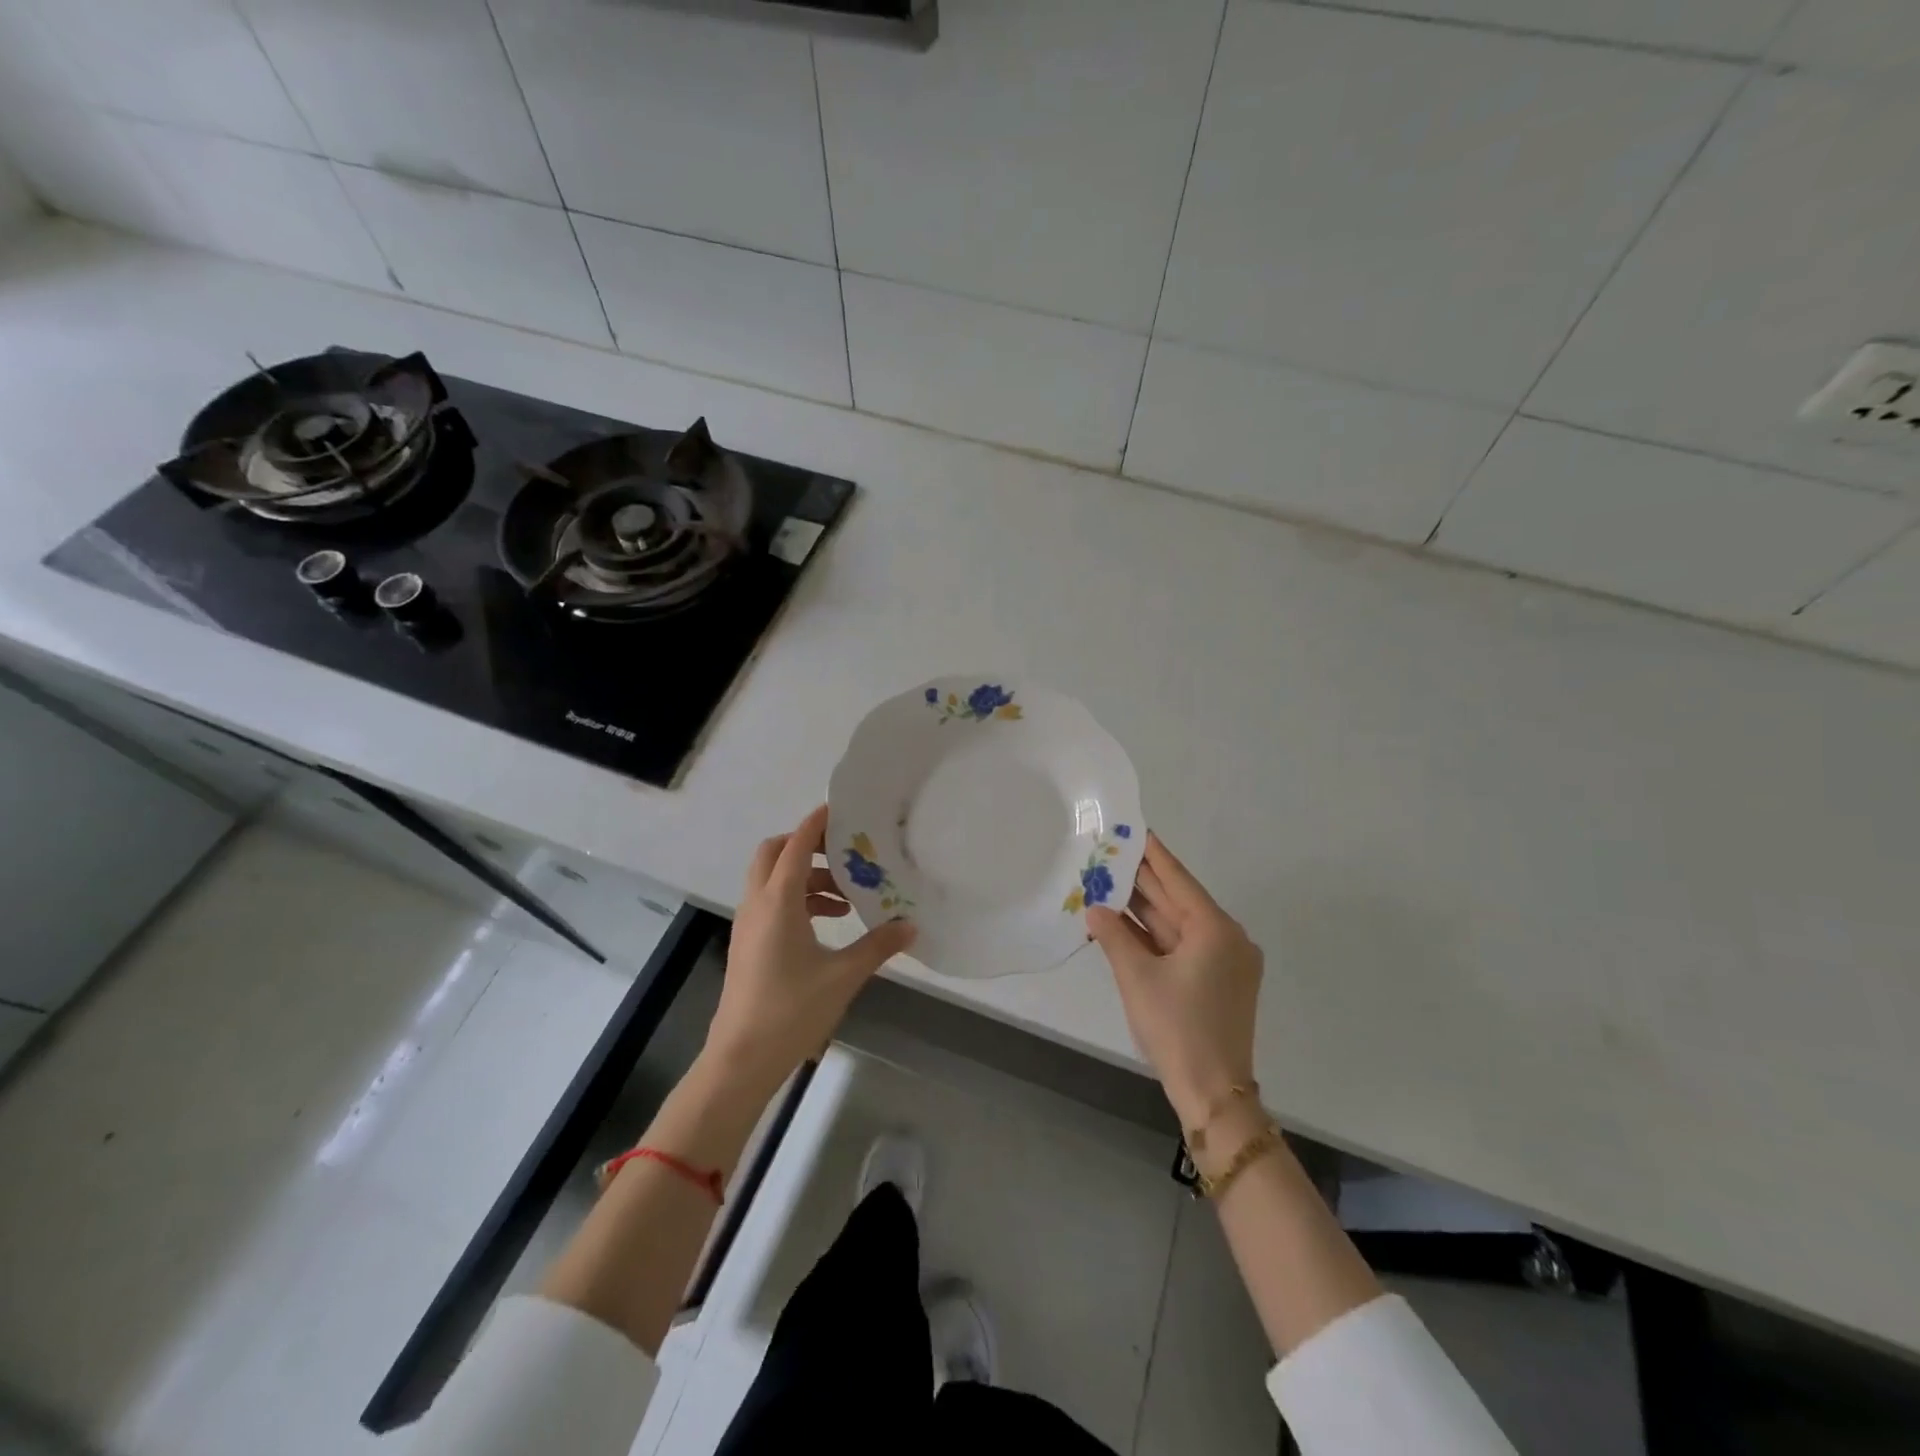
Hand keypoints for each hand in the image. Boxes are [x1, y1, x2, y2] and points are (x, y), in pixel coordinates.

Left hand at [705, 804, 915, 1094]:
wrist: (741, 1059)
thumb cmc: (792, 1011)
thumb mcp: (843, 976)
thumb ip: (878, 945)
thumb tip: (911, 926)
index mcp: (778, 901)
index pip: (795, 844)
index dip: (816, 823)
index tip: (841, 809)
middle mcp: (758, 903)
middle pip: (773, 853)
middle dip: (805, 845)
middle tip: (843, 853)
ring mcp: (748, 924)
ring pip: (771, 879)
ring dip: (805, 876)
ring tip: (845, 896)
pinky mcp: (748, 943)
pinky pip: (771, 902)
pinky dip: (797, 899)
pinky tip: (828, 923)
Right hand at [1087, 833, 1261, 1126]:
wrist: (1213, 1093)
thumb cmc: (1177, 1028)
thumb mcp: (1137, 978)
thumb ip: (1114, 936)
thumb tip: (1094, 909)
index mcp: (1216, 930)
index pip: (1178, 880)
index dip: (1153, 854)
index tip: (1135, 828)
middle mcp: (1227, 939)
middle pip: (1179, 901)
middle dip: (1144, 881)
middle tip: (1111, 854)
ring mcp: (1224, 962)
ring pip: (1178, 925)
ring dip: (1145, 910)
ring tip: (1109, 883)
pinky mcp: (1218, 982)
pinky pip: (1182, 947)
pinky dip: (1154, 937)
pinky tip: (1124, 923)